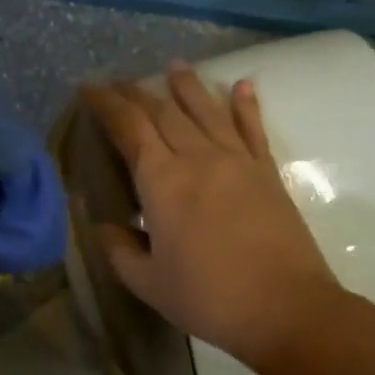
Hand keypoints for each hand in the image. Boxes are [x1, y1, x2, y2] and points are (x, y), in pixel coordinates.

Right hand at [83, 62, 340, 369]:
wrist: (284, 307)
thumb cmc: (208, 298)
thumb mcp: (149, 283)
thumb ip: (120, 250)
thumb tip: (103, 226)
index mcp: (162, 182)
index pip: (129, 128)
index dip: (107, 104)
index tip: (90, 87)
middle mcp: (198, 158)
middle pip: (164, 112)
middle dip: (139, 93)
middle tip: (121, 82)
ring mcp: (238, 160)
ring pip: (207, 111)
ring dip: (188, 86)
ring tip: (175, 66)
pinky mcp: (267, 172)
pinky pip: (253, 128)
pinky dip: (246, 105)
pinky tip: (243, 85)